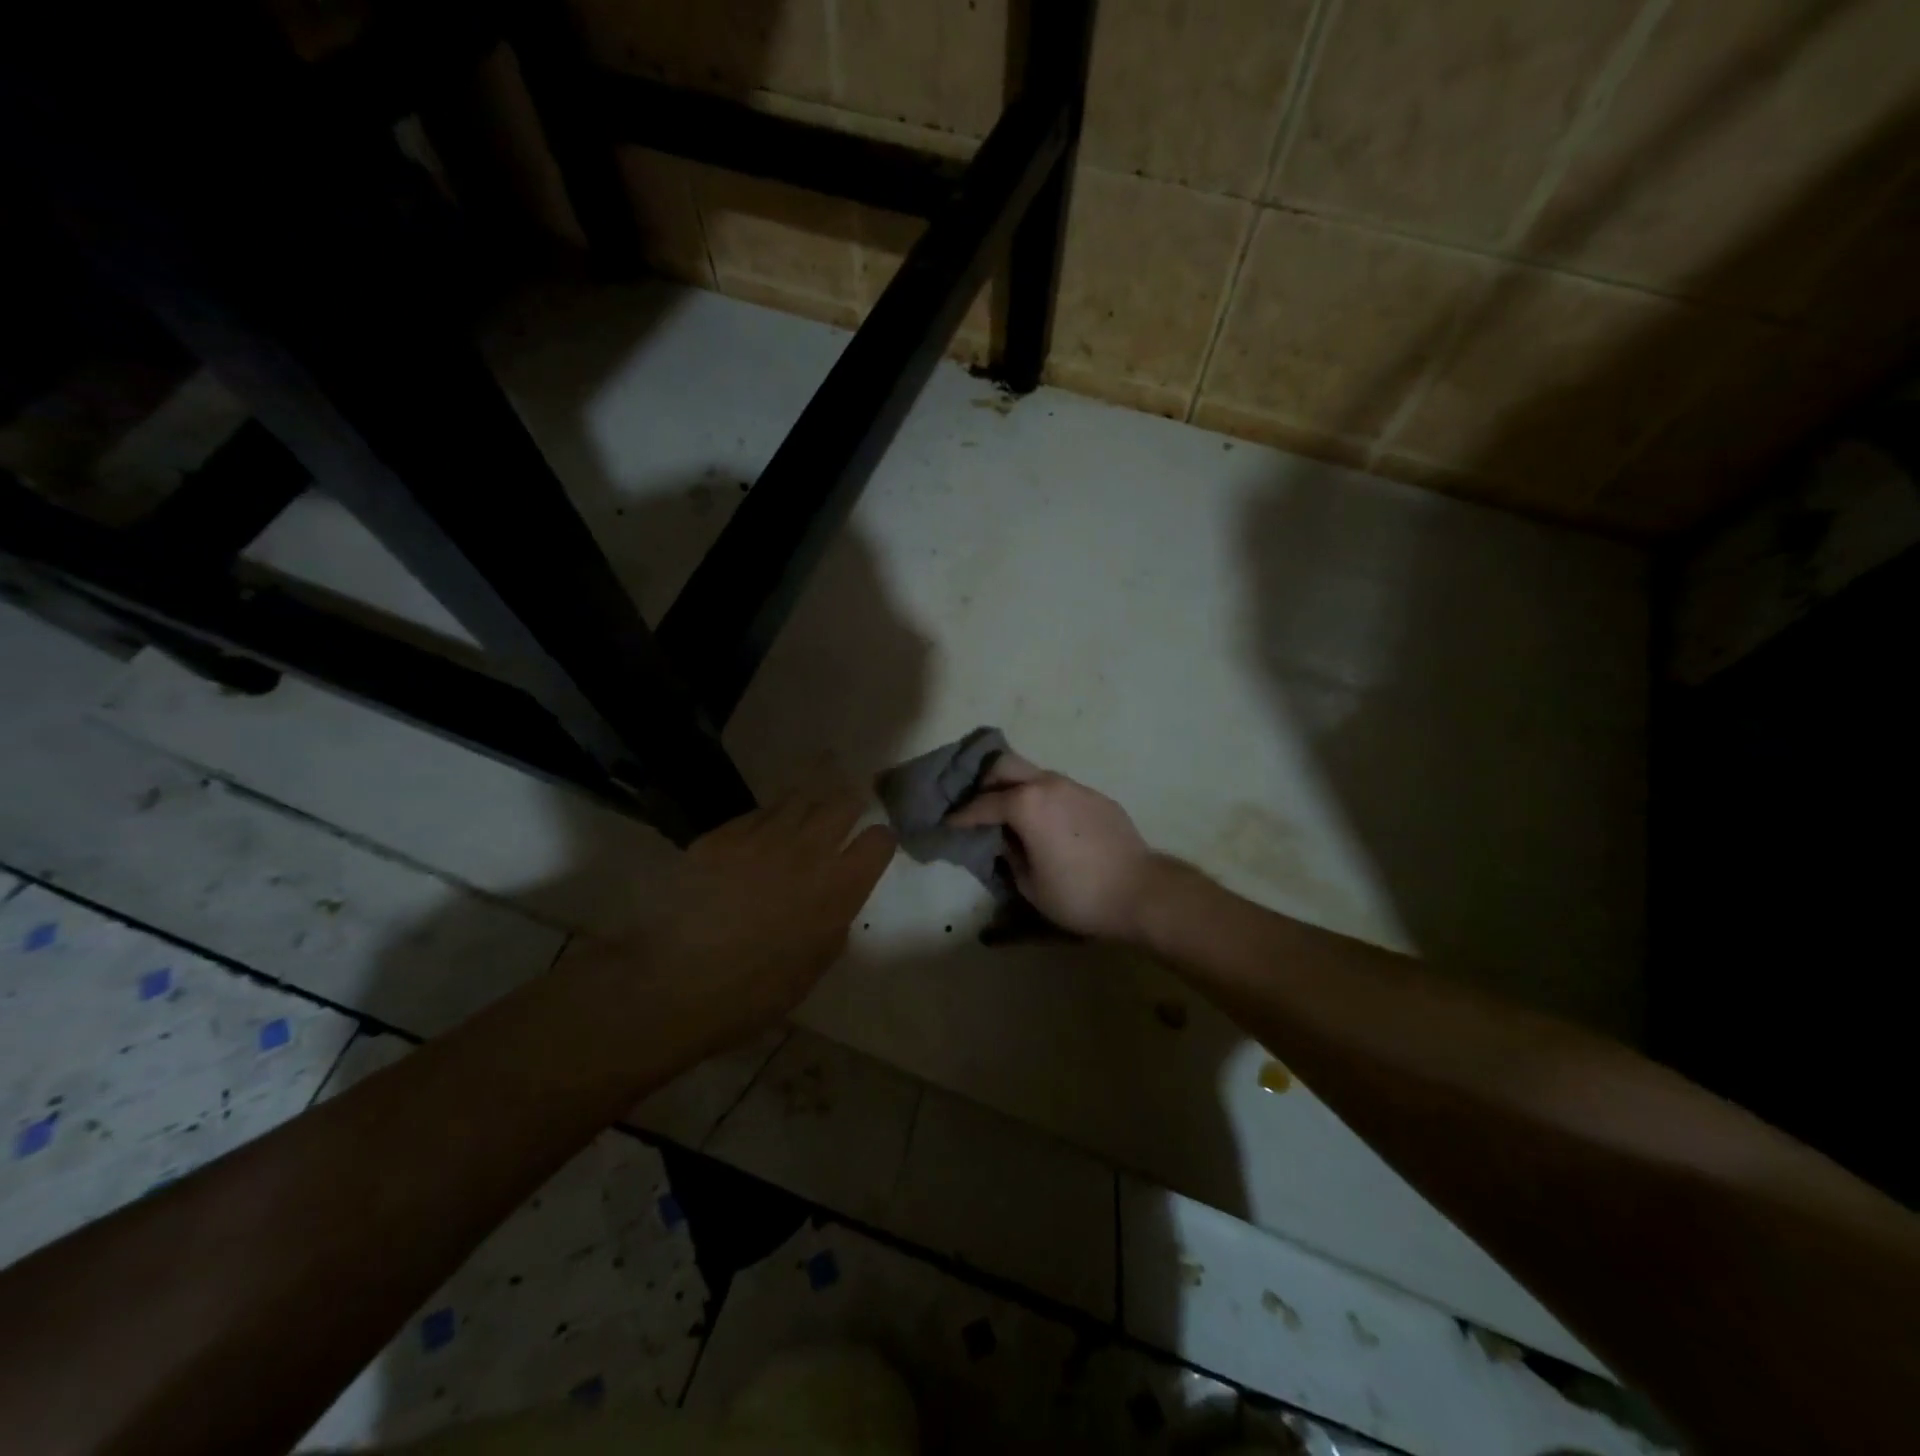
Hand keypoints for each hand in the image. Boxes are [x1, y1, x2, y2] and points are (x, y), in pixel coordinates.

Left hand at [571, 783, 895, 1051]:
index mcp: (838, 887)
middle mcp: (807, 850)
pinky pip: (757, 813)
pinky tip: (764, 828)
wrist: (671, 983)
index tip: (874, 847)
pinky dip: (769, 817)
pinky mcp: (722, 835)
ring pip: (799, 798)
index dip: (881, 841)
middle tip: (849, 807)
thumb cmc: (752, 993)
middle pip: (842, 803)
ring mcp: (762, 837)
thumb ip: (833, 924)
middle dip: (850, 803)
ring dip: (811, 802)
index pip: (878, 841)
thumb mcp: (812, 968)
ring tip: (810, 807)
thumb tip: (834, 902)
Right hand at [945, 754, 1162, 941]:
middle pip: (1005, 766)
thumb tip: (1004, 839)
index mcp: (1026, 804)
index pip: (983, 804)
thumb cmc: (1078, 894)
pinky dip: (1044, 799)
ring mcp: (1076, 787)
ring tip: (1010, 813)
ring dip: (1016, 788)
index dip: (962, 815)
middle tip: (976, 806)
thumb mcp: (1029, 885)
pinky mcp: (1096, 797)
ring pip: (1035, 775)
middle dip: (985, 782)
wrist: (1141, 892)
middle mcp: (1048, 784)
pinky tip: (1047, 823)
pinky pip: (1060, 790)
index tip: (948, 822)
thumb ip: (1009, 855)